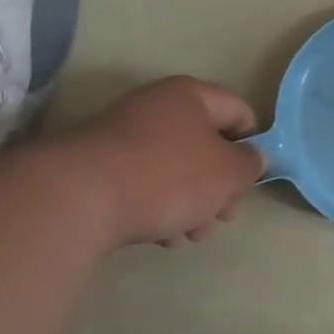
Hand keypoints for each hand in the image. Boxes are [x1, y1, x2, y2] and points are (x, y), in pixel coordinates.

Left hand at [57, 77, 265, 246]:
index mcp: (190, 96)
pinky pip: (143, 184)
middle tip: (225, 215)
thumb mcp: (228, 172)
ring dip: (192, 203)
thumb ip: (250, 164)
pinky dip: (159, 207)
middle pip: (205, 145)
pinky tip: (162, 236)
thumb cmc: (169, 175)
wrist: (79, 198)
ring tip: (191, 235)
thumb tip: (252, 158)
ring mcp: (123, 137)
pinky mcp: (98, 168)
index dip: (255, 144)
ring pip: (175, 169)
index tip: (253, 177)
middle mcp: (156, 107)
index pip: (239, 111)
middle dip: (220, 185)